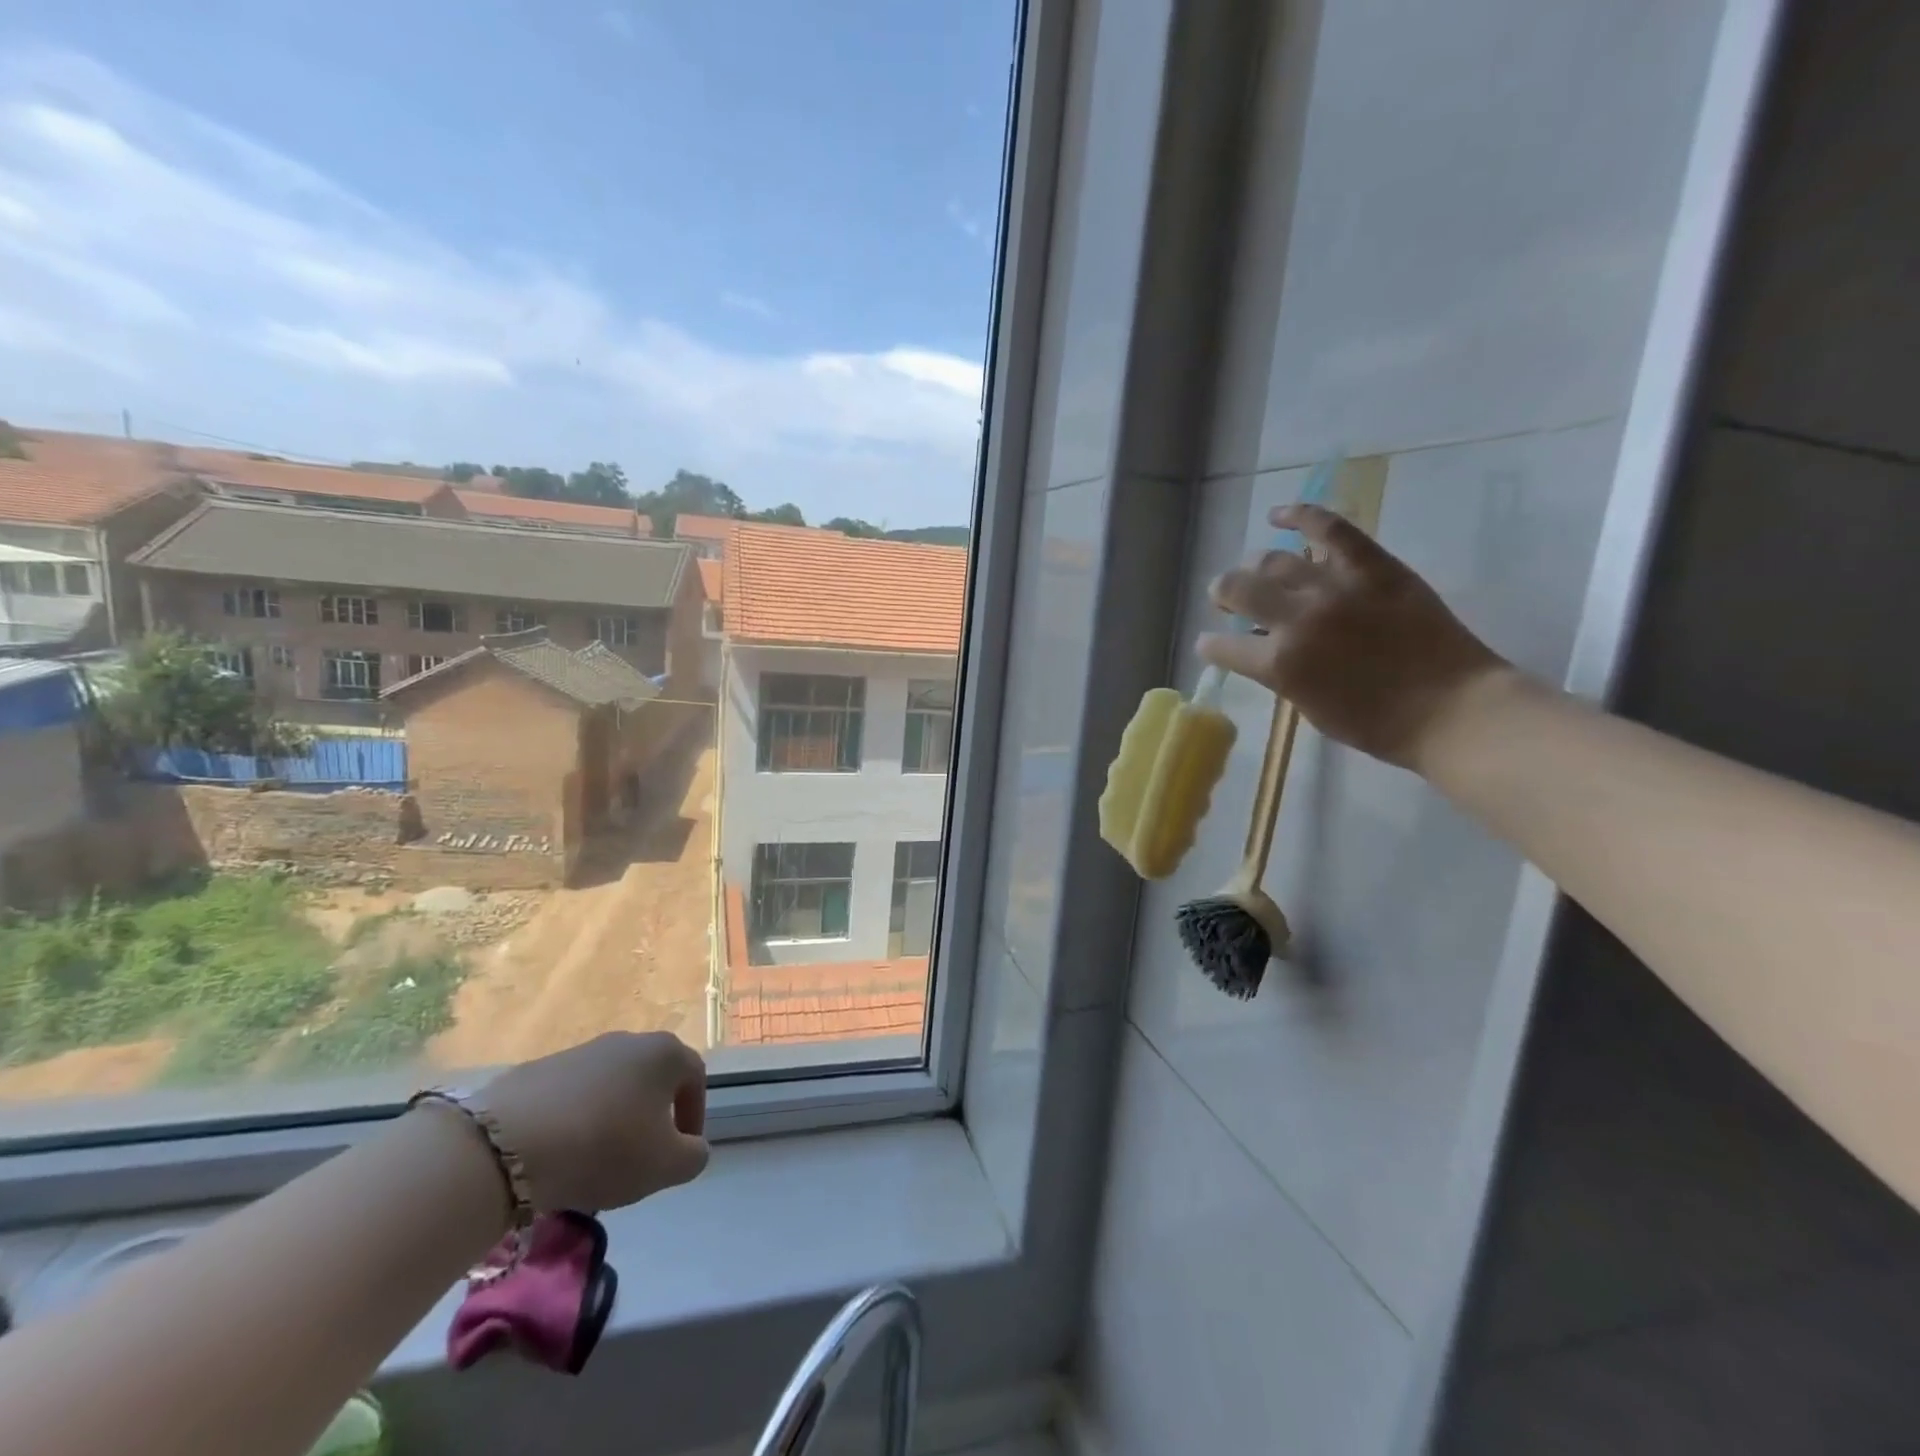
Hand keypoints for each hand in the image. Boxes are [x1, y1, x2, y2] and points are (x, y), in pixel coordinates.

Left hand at [476, 1031, 709, 1212]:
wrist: (507, 1145)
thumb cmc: (605, 1147)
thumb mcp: (666, 1165)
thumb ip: (693, 1156)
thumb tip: (690, 1147)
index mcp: (665, 1053)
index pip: (694, 1080)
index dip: (693, 1119)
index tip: (680, 1154)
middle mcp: (628, 1040)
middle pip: (651, 1081)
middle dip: (650, 1120)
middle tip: (638, 1161)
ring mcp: (581, 1051)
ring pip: (610, 1088)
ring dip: (611, 1122)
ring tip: (593, 1165)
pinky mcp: (539, 1070)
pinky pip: (571, 1097)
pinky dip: (574, 1122)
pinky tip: (558, 1157)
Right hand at [1198, 503, 1512, 770]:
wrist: (1452, 709)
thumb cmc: (1377, 724)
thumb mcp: (1310, 708)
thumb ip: (1281, 674)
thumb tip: (1266, 648)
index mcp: (1279, 664)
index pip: (1222, 646)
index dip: (1210, 645)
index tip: (1208, 644)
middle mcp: (1297, 619)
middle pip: (1238, 589)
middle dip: (1223, 594)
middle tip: (1226, 598)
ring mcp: (1334, 587)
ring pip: (1274, 559)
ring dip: (1254, 566)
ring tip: (1254, 570)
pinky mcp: (1372, 566)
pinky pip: (1329, 528)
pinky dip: (1300, 516)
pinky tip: (1278, 515)